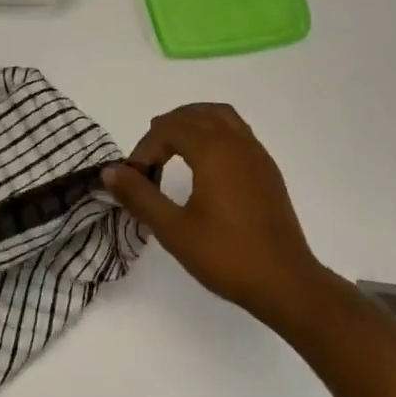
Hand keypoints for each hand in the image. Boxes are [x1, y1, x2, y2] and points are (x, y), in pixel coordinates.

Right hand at [103, 104, 332, 333]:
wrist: (286, 282)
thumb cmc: (226, 256)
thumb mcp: (174, 230)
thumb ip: (140, 196)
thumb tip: (110, 171)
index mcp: (213, 150)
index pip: (169, 129)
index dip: (146, 147)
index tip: (134, 177)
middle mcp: (236, 142)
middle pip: (194, 114)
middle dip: (166, 129)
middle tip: (148, 160)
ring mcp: (256, 153)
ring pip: (220, 116)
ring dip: (193, 122)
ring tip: (174, 147)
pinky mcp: (267, 169)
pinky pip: (237, 131)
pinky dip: (214, 131)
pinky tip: (206, 163)